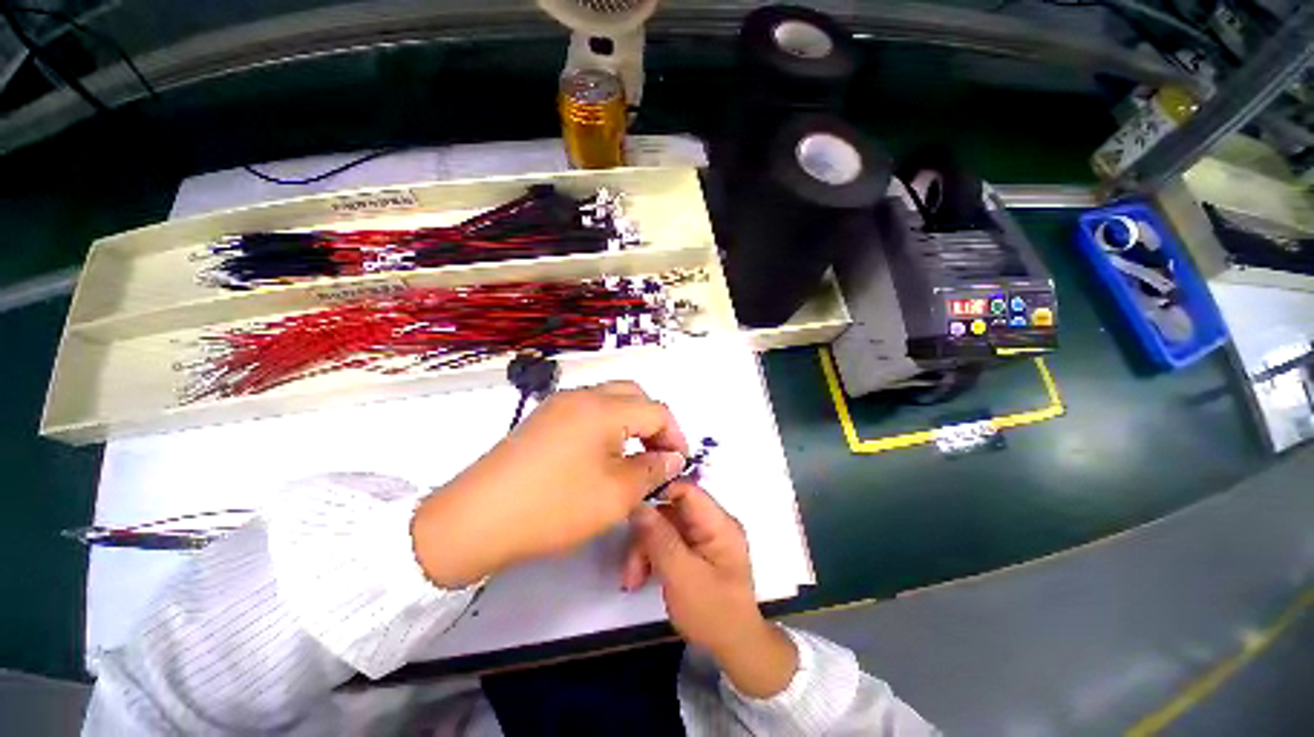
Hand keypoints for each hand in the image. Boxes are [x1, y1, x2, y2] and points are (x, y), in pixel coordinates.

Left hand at [412, 381, 688, 587]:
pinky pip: (587, 410)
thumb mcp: (616, 494)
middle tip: (657, 454)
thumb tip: (671, 458)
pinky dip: (606, 425)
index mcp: (603, 408)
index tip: (677, 465)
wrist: (475, 520)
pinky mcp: (543, 419)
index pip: (656, 410)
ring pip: (609, 400)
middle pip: (634, 395)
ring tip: (632, 456)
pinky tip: (601, 454)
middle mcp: (582, 395)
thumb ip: (651, 470)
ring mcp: (558, 405)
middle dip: (653, 422)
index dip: (674, 436)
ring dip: (629, 421)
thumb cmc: (554, 507)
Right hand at [622, 482, 798, 698]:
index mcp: (718, 523)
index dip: (658, 494)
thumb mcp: (683, 576)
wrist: (736, 649)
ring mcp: (703, 538)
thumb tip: (639, 506)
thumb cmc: (713, 613)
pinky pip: (668, 543)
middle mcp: (711, 524)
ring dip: (645, 550)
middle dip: (646, 535)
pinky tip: (640, 578)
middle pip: (670, 512)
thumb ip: (660, 539)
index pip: (686, 490)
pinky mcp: (695, 552)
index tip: (631, 511)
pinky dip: (652, 558)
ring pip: (665, 528)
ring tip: (632, 580)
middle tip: (629, 567)